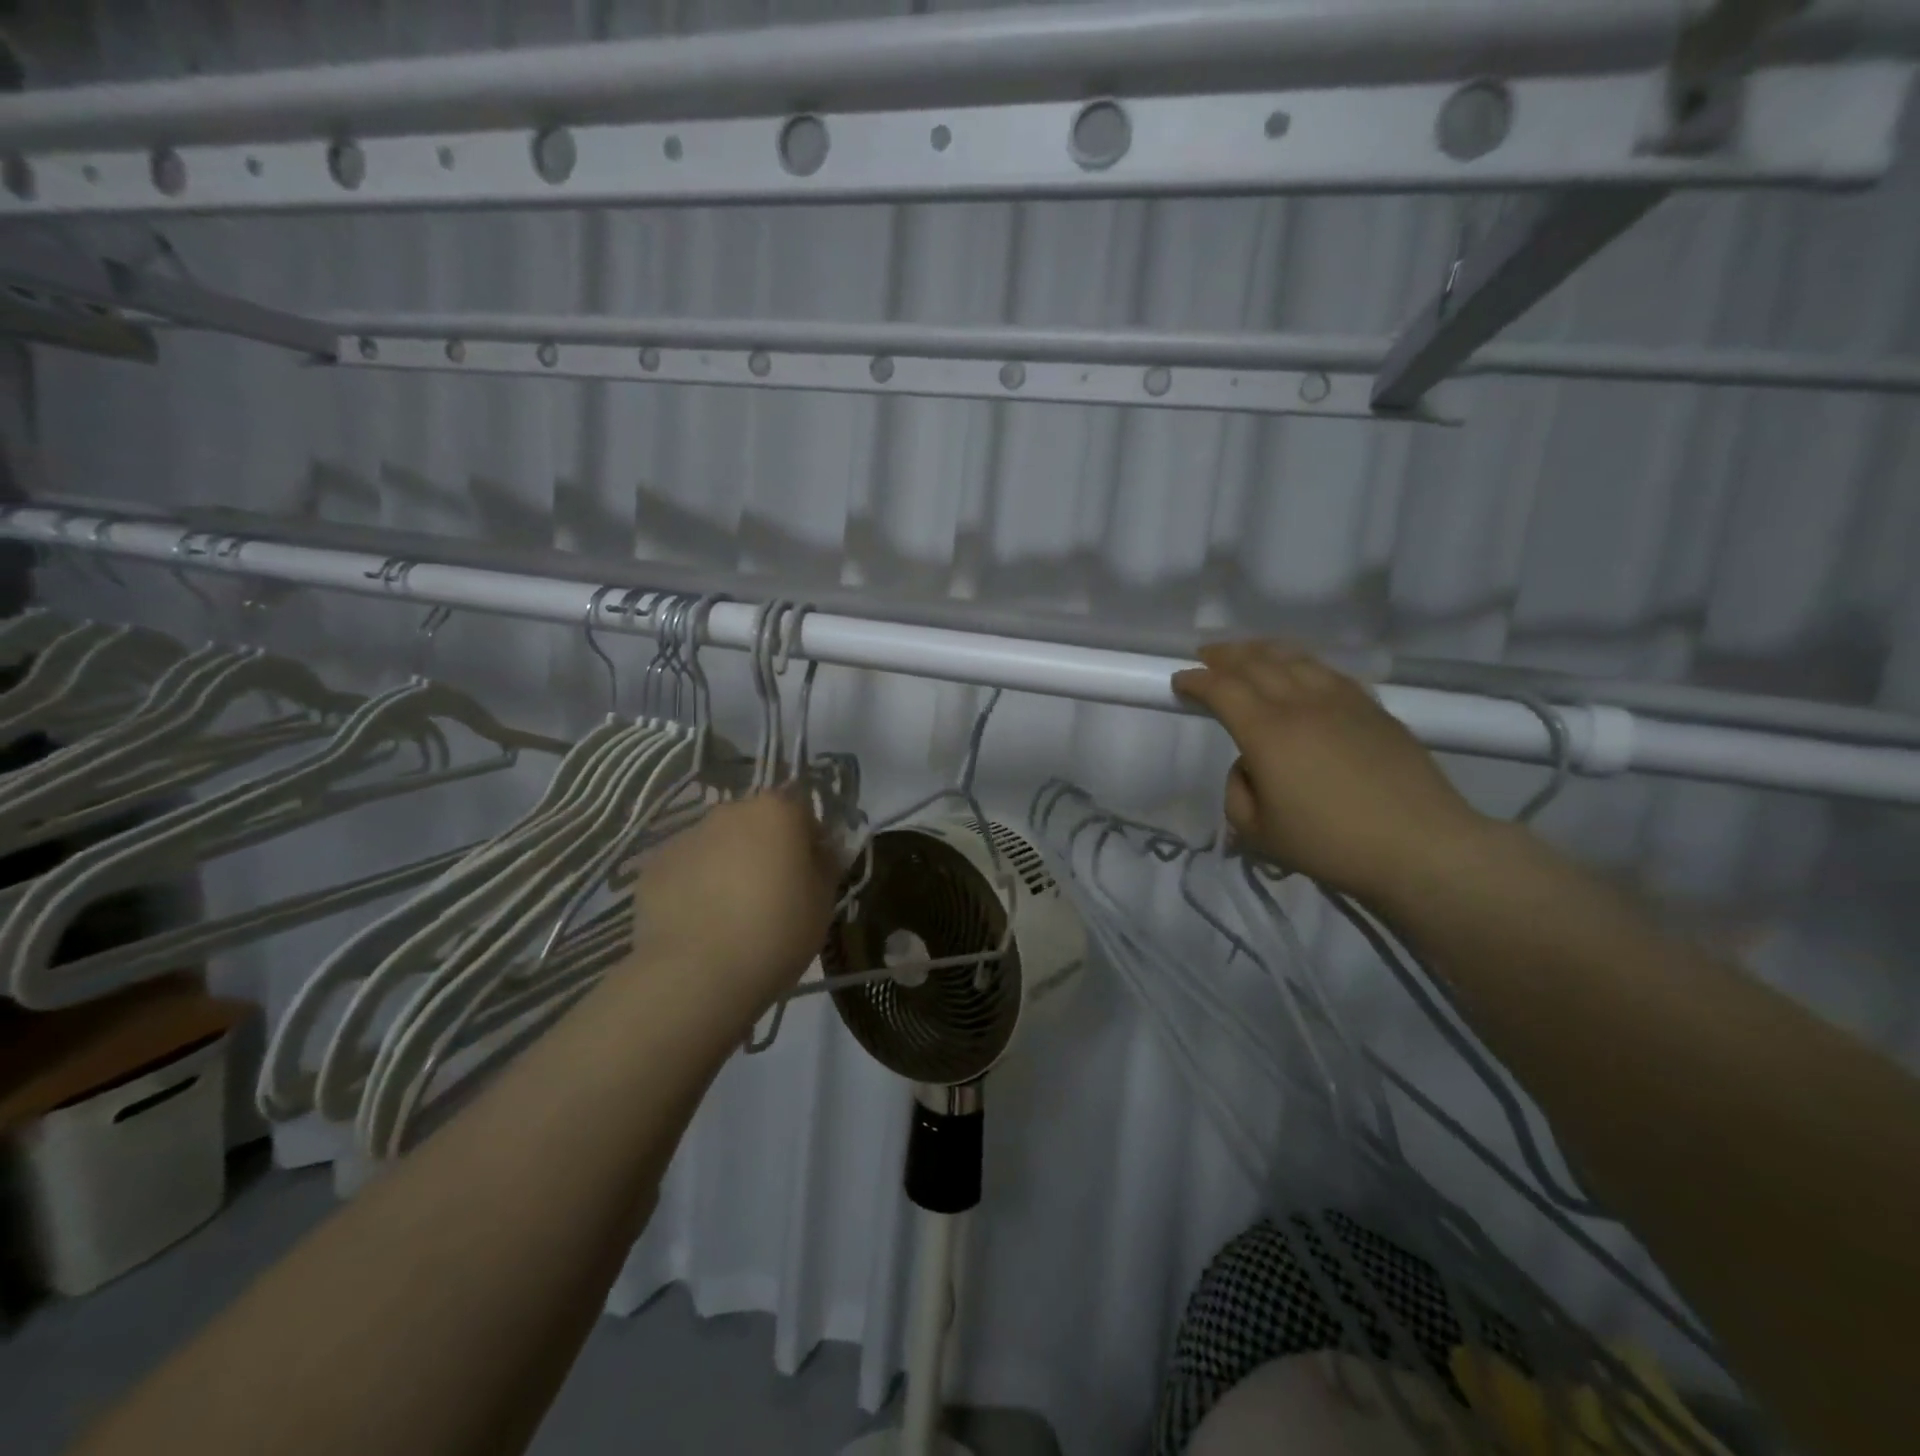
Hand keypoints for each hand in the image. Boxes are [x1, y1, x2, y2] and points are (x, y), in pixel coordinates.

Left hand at [625, 792, 838, 1012]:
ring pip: (717, 845)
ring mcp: (686, 837)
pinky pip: (685, 870)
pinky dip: (693, 887)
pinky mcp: (652, 868)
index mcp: (776, 811)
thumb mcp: (823, 901)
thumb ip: (824, 865)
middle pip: (755, 824)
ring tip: (729, 915)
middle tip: (770, 895)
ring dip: (726, 866)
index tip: (808, 877)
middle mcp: (729, 812)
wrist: (698, 974)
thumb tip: (817, 852)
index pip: (802, 813)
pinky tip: (699, 924)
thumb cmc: (777, 931)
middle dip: (763, 850)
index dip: (808, 844)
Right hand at [1172, 642, 1487, 899]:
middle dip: (1225, 655)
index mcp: (1267, 732)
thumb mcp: (1259, 833)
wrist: (1421, 846)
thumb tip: (1250, 765)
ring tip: (1247, 652)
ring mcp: (1343, 701)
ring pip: (1296, 659)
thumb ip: (1238, 792)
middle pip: (1257, 663)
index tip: (1180, 681)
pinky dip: (1303, 664)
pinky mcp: (1374, 709)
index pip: (1222, 690)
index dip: (1196, 681)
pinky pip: (1329, 672)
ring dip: (1263, 650)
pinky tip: (1300, 671)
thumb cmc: (1331, 845)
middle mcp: (1301, 704)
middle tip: (1206, 654)